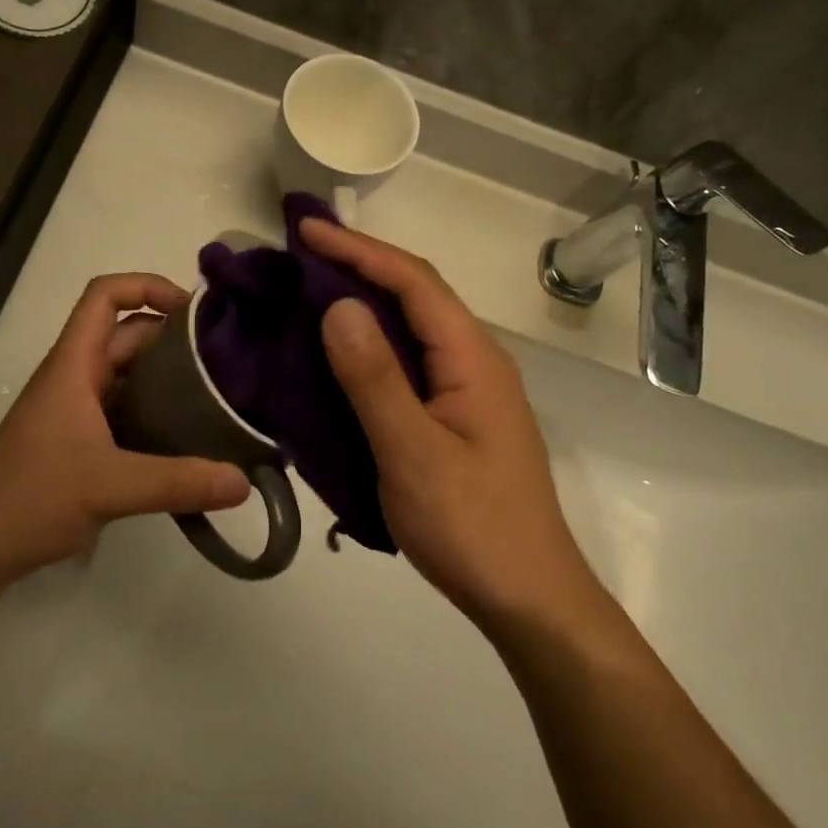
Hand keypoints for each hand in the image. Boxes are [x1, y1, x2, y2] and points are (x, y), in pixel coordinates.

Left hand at [0, 274, 248, 588]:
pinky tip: (191, 435)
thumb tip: (244, 482)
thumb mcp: (109, 486)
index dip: (146, 286)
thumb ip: (177, 482)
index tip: (193, 309)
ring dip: (169, 376)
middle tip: (225, 357)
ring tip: (219, 392)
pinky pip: (129, 410)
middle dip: (174, 336)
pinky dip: (159, 412)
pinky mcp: (83, 441)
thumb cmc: (30, 497)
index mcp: (74, 365)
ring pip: (130, 374)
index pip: (104, 296)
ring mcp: (79, 410)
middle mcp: (77, 378)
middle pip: (128, 334)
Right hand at [301, 220, 596, 628]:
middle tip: (298, 253)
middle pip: (415, 294)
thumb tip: (338, 305)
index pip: (413, 281)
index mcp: (472, 358)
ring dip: (364, 301)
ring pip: (412, 326)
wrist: (529, 599)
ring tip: (308, 289)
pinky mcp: (455, 415)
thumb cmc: (473, 527)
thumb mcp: (414, 454)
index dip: (358, 249)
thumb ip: (375, 379)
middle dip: (359, 264)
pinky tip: (338, 351)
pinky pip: (409, 360)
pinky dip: (370, 342)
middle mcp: (474, 360)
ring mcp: (467, 389)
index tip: (304, 229)